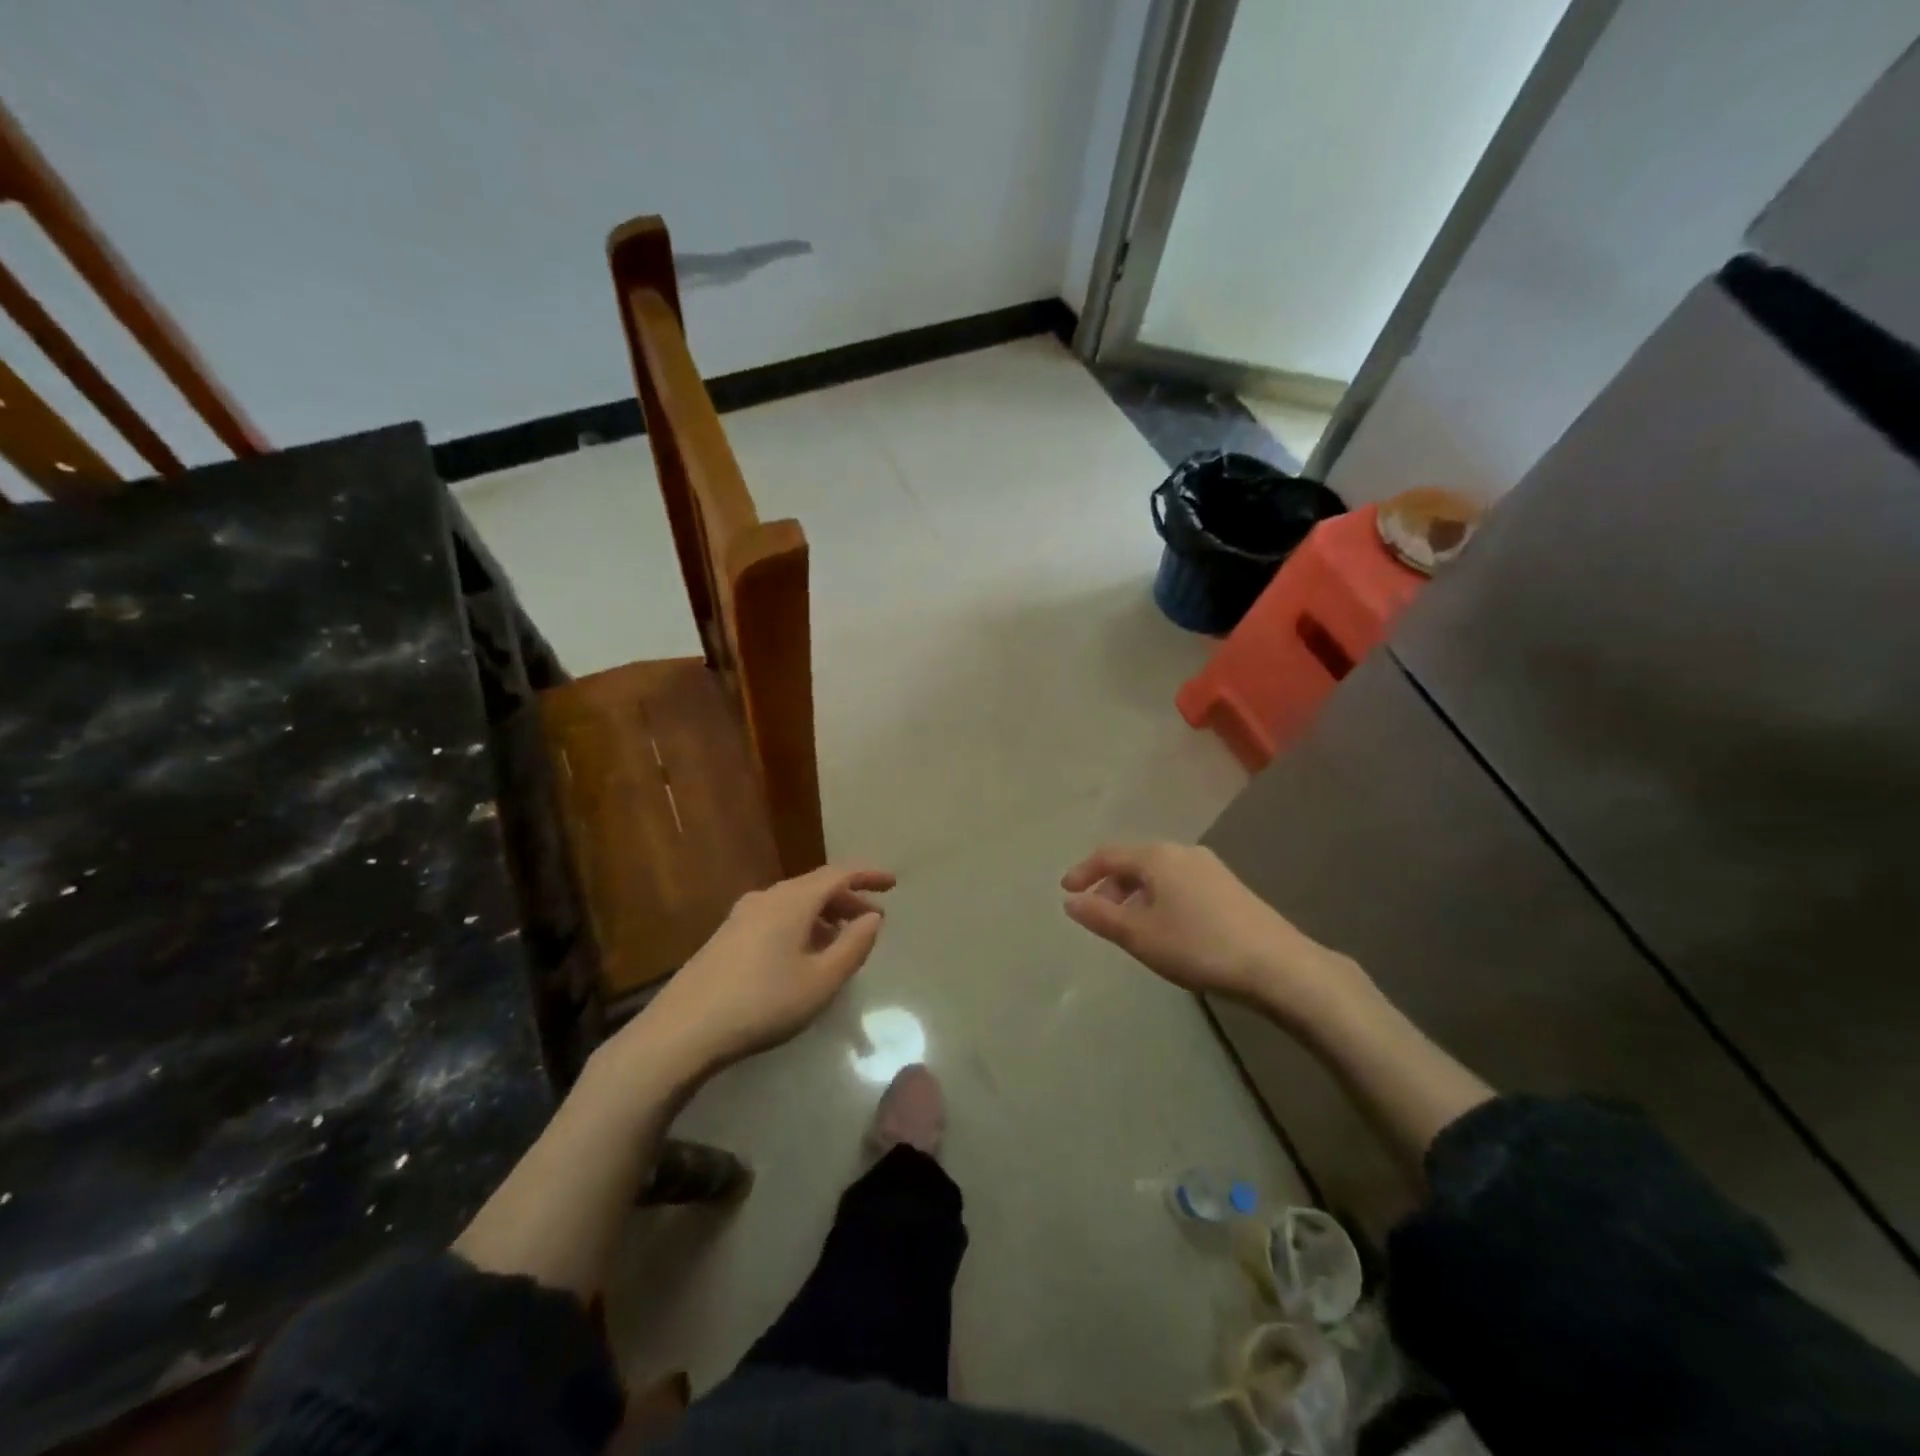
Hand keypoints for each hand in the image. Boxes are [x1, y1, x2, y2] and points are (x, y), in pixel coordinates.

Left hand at [625, 864, 895, 1081]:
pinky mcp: (726, 936)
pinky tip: (804, 954)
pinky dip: (801, 924)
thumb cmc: (762, 1003)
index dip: (868, 875)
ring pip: (794, 902)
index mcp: (792, 901)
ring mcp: (742, 915)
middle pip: (815, 886)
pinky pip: (776, 916)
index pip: (838, 874)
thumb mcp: (821, 981)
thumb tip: (872, 917)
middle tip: (872, 918)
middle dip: (848, 898)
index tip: (893, 883)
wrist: (682, 1031)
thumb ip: (853, 946)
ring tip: (843, 939)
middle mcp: (767, 898)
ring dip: (824, 914)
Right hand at [1061, 841, 1361, 1024]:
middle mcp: (1183, 852)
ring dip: (1135, 893)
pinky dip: (1158, 897)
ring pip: (1159, 873)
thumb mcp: (1140, 936)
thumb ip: (1101, 916)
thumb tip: (1071, 901)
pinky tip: (1164, 927)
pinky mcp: (1229, 887)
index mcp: (1158, 856)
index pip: (1109, 854)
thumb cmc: (1199, 946)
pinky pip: (1179, 882)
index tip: (1066, 891)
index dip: (1083, 871)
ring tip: (1127, 925)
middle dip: (1110, 884)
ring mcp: (1210, 868)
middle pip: (1135, 860)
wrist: (1278, 966)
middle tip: (1095, 912)